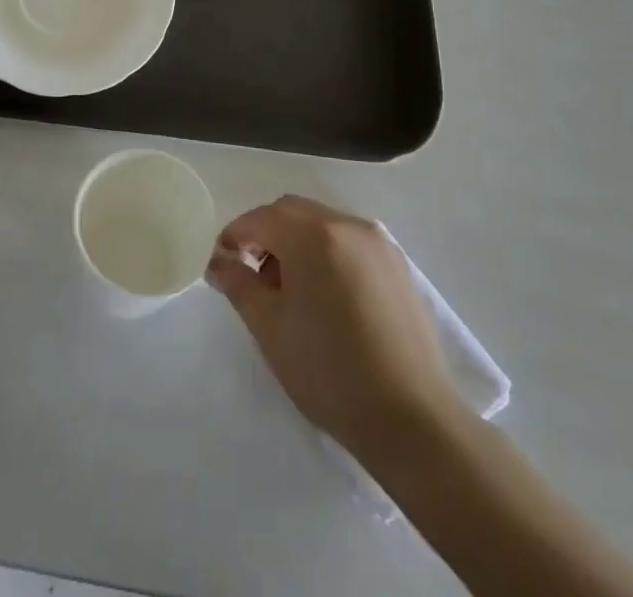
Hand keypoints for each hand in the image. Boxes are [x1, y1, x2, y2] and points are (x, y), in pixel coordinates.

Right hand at [207, 195, 466, 466]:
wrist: (413, 420)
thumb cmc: (329, 372)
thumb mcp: (270, 328)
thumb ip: (239, 285)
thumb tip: (219, 262)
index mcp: (312, 235)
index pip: (260, 218)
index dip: (235, 236)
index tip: (221, 262)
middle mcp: (346, 225)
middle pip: (292, 212)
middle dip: (266, 234)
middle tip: (253, 276)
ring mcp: (377, 243)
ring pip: (322, 224)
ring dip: (297, 242)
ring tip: (291, 291)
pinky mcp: (397, 265)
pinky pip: (349, 241)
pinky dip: (327, 253)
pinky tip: (326, 297)